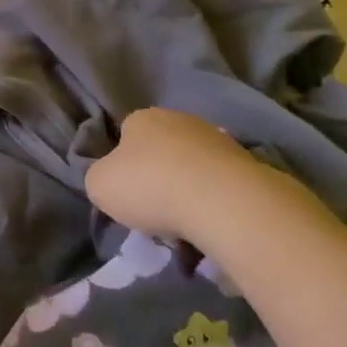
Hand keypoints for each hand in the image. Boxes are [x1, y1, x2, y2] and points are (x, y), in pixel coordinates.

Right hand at [86, 107, 286, 241]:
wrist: (220, 200)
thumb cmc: (149, 186)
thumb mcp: (99, 186)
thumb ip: (100, 177)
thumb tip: (112, 178)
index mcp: (141, 118)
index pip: (126, 136)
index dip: (124, 166)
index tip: (128, 194)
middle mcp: (179, 119)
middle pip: (162, 151)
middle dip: (159, 178)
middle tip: (156, 213)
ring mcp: (217, 138)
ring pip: (193, 169)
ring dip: (189, 192)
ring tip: (187, 228)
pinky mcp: (247, 163)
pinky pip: (220, 186)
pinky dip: (215, 203)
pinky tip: (212, 225)